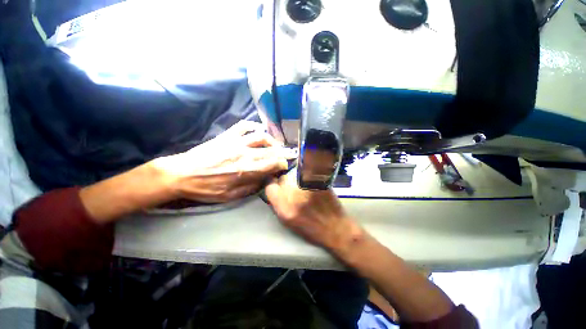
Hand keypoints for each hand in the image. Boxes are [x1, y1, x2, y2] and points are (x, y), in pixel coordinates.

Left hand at [153, 121, 291, 202]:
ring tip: (275, 145)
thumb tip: (265, 180)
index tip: (284, 166)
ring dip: (272, 140)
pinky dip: (254, 126)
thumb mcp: (230, 196)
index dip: (282, 164)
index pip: (273, 164)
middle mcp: (244, 154)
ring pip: (261, 136)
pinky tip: (258, 130)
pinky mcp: (227, 136)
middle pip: (270, 150)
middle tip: (287, 154)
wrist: (181, 174)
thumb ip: (251, 188)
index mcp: (246, 170)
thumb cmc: (205, 188)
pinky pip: (243, 126)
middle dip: (282, 152)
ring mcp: (235, 142)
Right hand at [265, 174, 363, 252]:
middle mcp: (294, 197)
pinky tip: (312, 181)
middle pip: (283, 178)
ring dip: (296, 177)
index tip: (276, 182)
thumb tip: (274, 190)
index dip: (272, 183)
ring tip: (303, 184)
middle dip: (285, 180)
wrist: (336, 229)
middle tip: (292, 185)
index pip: (269, 187)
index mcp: (284, 209)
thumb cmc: (312, 229)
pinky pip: (308, 173)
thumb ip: (279, 204)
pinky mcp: (319, 182)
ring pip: (295, 174)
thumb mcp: (289, 222)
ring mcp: (307, 188)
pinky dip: (308, 174)